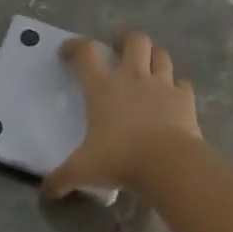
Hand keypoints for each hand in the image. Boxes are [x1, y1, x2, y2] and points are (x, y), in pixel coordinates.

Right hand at [43, 32, 201, 196]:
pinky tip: (172, 95)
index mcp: (102, 87)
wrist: (168, 163)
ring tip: (147, 67)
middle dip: (125, 40)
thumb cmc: (119, 158)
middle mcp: (132, 77)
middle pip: (134, 41)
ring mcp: (162, 85)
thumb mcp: (83, 170)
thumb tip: (47, 191)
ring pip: (161, 55)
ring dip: (153, 57)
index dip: (75, 46)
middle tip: (118, 49)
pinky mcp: (185, 98)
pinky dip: (177, 86)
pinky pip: (182, 84)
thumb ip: (62, 178)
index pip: (85, 53)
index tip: (68, 52)